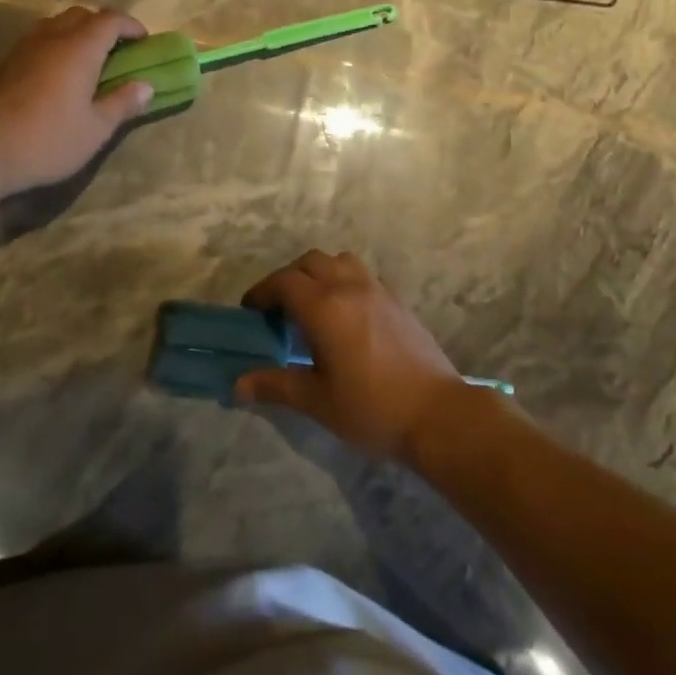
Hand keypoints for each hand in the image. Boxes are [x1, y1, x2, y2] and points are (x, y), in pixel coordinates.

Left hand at [0, 6, 152, 194]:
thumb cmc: (48, 139)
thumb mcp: (96, 129)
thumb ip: (122, 103)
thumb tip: (146, 86)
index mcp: (79, 48)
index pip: (110, 20)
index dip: (130, 26)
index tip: (144, 41)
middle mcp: (51, 38)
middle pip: (81, 15)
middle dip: (103, 25)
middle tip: (117, 49)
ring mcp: (23, 48)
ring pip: (56, 24)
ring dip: (77, 33)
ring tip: (87, 59)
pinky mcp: (4, 64)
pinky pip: (38, 40)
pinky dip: (56, 45)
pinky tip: (57, 74)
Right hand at [236, 250, 466, 461]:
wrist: (437, 414)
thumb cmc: (371, 409)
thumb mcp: (318, 401)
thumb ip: (276, 385)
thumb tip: (238, 384)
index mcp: (325, 307)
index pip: (283, 282)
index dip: (262, 292)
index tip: (250, 311)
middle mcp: (349, 287)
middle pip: (309, 262)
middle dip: (287, 278)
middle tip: (277, 309)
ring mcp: (376, 289)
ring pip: (338, 260)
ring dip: (318, 272)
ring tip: (311, 304)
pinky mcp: (396, 299)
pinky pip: (361, 273)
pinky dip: (342, 279)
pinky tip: (344, 314)